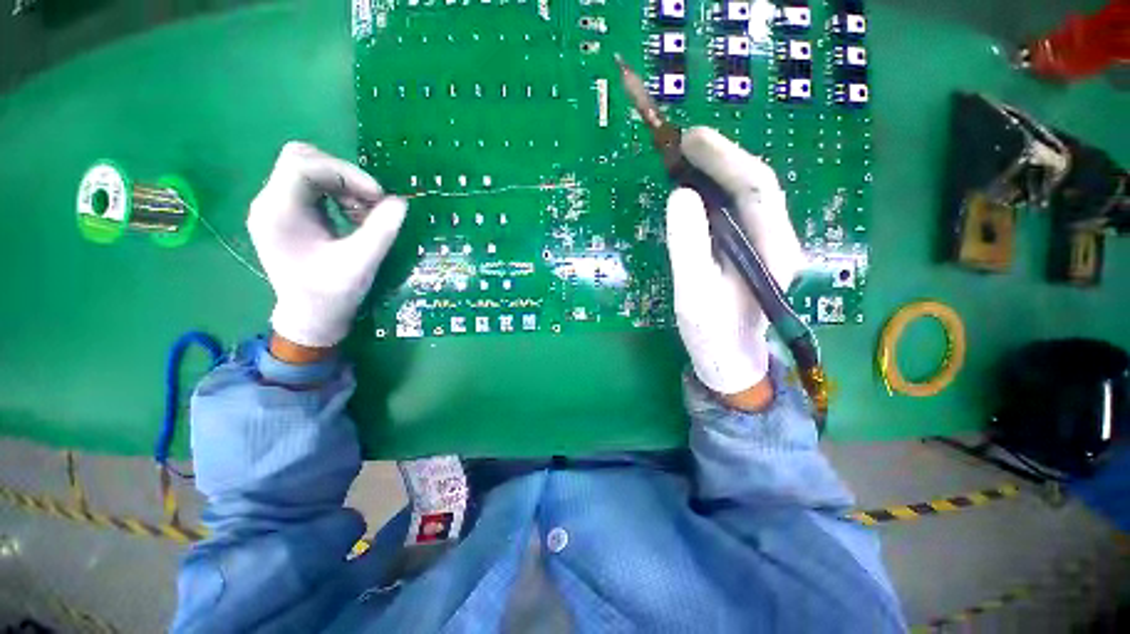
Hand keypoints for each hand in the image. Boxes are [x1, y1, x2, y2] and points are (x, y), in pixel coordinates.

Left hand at [248, 142, 406, 350]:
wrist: (311, 317)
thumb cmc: (332, 295)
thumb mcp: (361, 263)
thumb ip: (381, 231)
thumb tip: (401, 202)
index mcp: (278, 213)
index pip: (302, 165)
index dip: (345, 172)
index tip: (378, 196)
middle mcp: (270, 203)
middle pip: (302, 159)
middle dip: (344, 175)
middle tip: (372, 201)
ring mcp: (277, 207)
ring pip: (309, 170)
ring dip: (344, 185)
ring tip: (366, 214)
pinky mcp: (288, 213)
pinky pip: (313, 187)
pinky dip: (339, 194)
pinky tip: (355, 217)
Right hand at [665, 127, 805, 409]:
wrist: (730, 360)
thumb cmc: (712, 334)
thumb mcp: (693, 294)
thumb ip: (688, 246)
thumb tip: (681, 195)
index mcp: (775, 251)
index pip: (757, 189)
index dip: (725, 158)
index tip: (690, 139)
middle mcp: (780, 240)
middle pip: (756, 186)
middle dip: (722, 158)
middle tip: (683, 143)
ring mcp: (769, 244)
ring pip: (748, 196)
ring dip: (718, 172)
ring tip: (686, 159)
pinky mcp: (753, 250)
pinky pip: (736, 212)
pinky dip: (715, 193)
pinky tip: (696, 188)